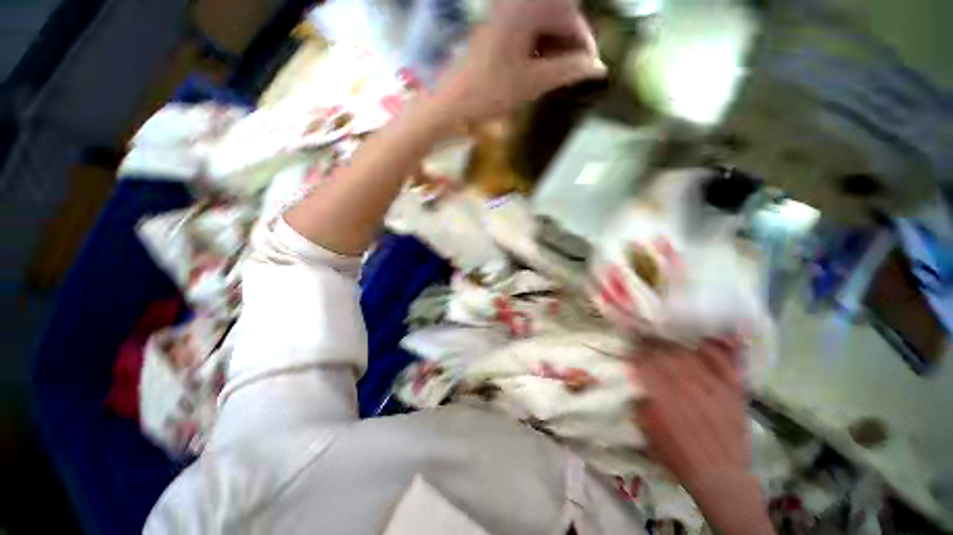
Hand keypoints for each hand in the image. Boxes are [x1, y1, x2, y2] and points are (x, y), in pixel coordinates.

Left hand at [433, 0, 605, 122]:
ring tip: (555, 74)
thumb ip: (568, 71)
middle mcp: (515, 2)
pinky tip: (536, 67)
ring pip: (541, 23)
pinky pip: (525, 29)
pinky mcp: (494, 25)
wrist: (450, 101)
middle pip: (556, 16)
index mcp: (526, 6)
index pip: (569, 17)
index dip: (584, 44)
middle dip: (568, 45)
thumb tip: (598, 68)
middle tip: (573, 72)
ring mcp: (503, 12)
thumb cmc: (489, 92)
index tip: (591, 68)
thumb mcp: (532, 82)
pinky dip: (536, 47)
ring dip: (553, 47)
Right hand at [634, 338, 749, 488]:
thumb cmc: (678, 456)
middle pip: (664, 353)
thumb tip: (634, 379)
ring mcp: (711, 385)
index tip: (631, 347)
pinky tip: (700, 341)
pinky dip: (711, 348)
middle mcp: (685, 385)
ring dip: (674, 343)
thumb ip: (640, 401)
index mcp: (662, 395)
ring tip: (666, 337)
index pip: (644, 362)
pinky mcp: (731, 389)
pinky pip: (721, 361)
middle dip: (651, 343)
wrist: (720, 476)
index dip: (636, 351)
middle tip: (645, 337)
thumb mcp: (648, 431)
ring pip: (688, 353)